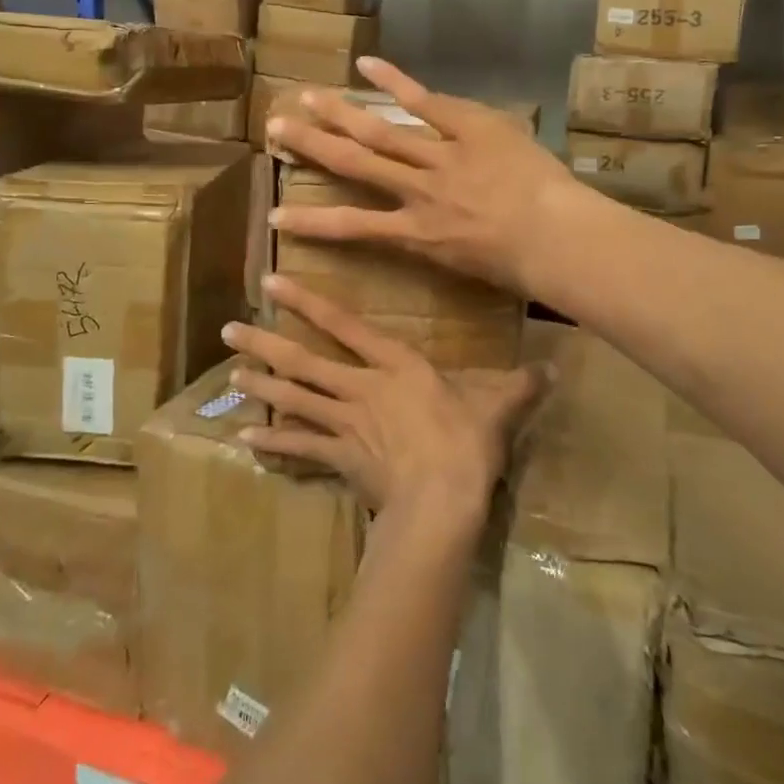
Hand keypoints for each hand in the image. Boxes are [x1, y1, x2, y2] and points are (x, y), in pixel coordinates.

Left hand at [221, 276, 545, 522]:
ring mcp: (344, 423)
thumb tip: (555, 368)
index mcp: (394, 364)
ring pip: (294, 398)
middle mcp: (360, 386)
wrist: (442, 500)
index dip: (307, 302)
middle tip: (228, 328)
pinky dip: (273, 442)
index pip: (344, 325)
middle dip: (265, 342)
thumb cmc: (466, 443)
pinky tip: (245, 438)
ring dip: (262, 385)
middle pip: (304, 360)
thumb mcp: (496, 408)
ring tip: (231, 372)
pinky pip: (300, 447)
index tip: (272, 284)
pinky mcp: (339, 458)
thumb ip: (520, 385)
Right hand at [265, 58, 589, 296]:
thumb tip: (422, 234)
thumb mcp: (469, 267)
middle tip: (275, 127)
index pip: (352, 227)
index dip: (310, 222)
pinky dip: (397, 83)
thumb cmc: (520, 267)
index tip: (275, 215)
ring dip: (340, 113)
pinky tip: (366, 65)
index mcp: (416, 234)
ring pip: (380, 132)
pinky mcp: (467, 128)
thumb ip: (439, 247)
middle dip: (311, 146)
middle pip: (354, 164)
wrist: (558, 239)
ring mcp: (440, 157)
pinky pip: (427, 103)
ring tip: (305, 97)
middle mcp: (417, 192)